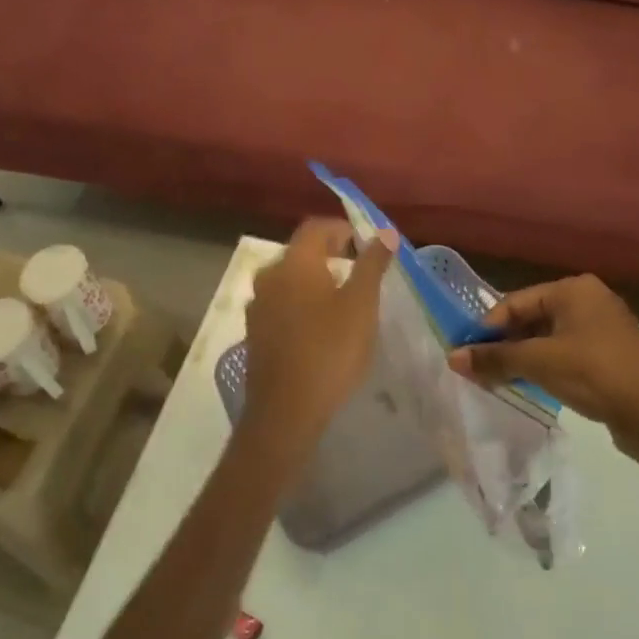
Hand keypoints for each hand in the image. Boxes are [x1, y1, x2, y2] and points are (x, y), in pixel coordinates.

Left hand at [242, 220, 396, 466]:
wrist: (286, 411)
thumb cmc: (330, 350)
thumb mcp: (361, 305)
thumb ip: (372, 264)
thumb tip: (384, 232)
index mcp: (294, 262)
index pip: (316, 227)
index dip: (343, 229)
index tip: (367, 245)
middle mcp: (269, 276)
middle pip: (301, 251)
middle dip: (330, 254)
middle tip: (359, 271)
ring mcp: (257, 305)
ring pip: (290, 279)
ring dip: (315, 280)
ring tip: (343, 300)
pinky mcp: (254, 332)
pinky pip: (281, 303)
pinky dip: (301, 303)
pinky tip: (320, 327)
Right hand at [448, 274, 638, 500]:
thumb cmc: (595, 374)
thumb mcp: (539, 363)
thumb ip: (494, 358)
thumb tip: (452, 358)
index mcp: (572, 289)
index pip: (515, 301)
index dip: (487, 327)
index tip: (465, 354)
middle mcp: (588, 300)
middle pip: (531, 318)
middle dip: (504, 344)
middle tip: (478, 370)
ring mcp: (601, 328)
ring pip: (547, 338)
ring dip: (522, 358)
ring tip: (497, 381)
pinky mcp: (609, 356)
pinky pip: (565, 354)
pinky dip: (544, 367)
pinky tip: (529, 387)